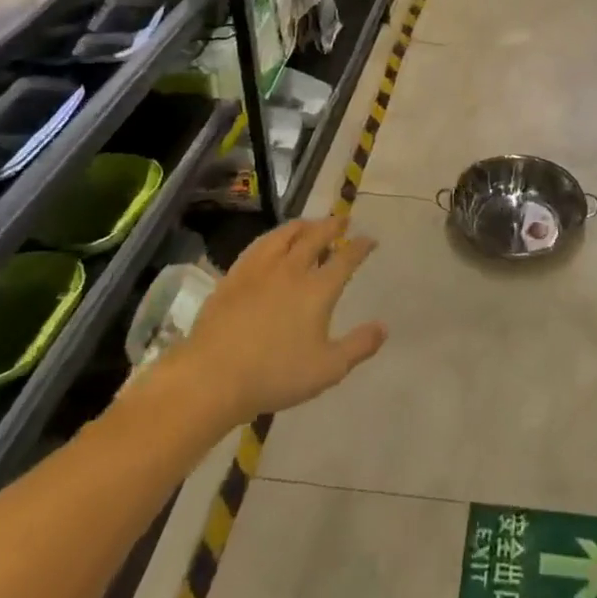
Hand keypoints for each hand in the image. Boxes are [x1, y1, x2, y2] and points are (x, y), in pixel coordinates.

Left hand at [167, 217, 386, 426]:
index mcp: (318, 289)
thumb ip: (359, 346)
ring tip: (310, 223)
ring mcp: (260, 270)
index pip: (346, 259)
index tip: (370, 240)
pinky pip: (258, 246)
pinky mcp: (234, 276)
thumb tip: (384, 327)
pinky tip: (272, 242)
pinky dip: (273, 237)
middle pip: (316, 237)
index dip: (361, 247)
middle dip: (333, 226)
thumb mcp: (328, 369)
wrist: (212, 377)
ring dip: (303, 225)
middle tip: (342, 220)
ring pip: (285, 234)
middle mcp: (292, 269)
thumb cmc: (275, 375)